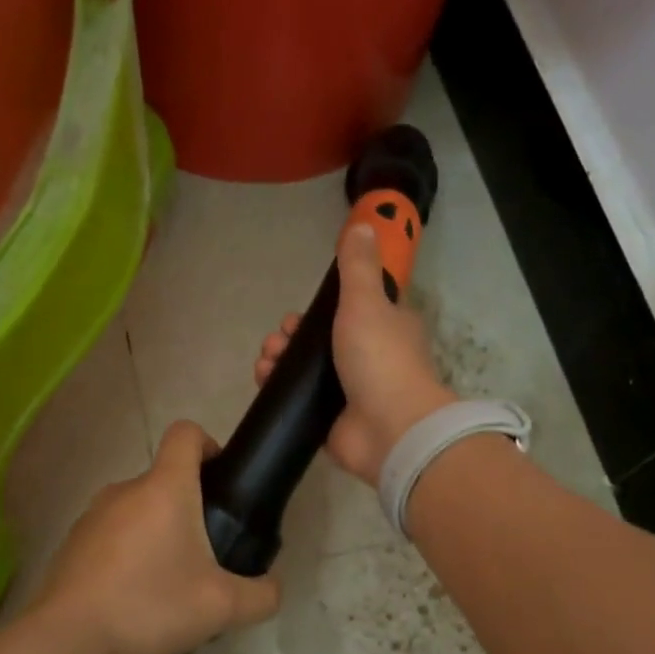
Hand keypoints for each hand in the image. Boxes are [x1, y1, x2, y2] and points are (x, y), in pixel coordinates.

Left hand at [27, 420, 281, 653]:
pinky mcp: (73, 543)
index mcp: (165, 488)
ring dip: (160, 533)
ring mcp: (93, 515)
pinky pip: (114, 535)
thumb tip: (271, 587)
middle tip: (209, 555)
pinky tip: (136, 598)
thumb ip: (263, 594)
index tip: (223, 482)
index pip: (186, 433)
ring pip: (139, 509)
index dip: (210, 445)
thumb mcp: (223, 608)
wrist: (66, 642)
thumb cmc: (150, 607)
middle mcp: (125, 489)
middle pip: (166, 478)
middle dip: (192, 507)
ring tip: (172, 583)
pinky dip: (130, 553)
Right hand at [254, 221, 454, 484]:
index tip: (297, 315)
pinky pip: (300, 401)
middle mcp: (369, 358)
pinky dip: (280, 391)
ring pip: (305, 371)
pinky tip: (264, 384)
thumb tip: (364, 224)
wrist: (390, 430)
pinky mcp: (332, 421)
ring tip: (266, 364)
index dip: (318, 311)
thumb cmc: (380, 359)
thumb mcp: (367, 301)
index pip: (348, 310)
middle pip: (319, 341)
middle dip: (290, 338)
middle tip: (278, 341)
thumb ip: (358, 266)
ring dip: (279, 362)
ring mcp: (350, 393)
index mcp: (385, 327)